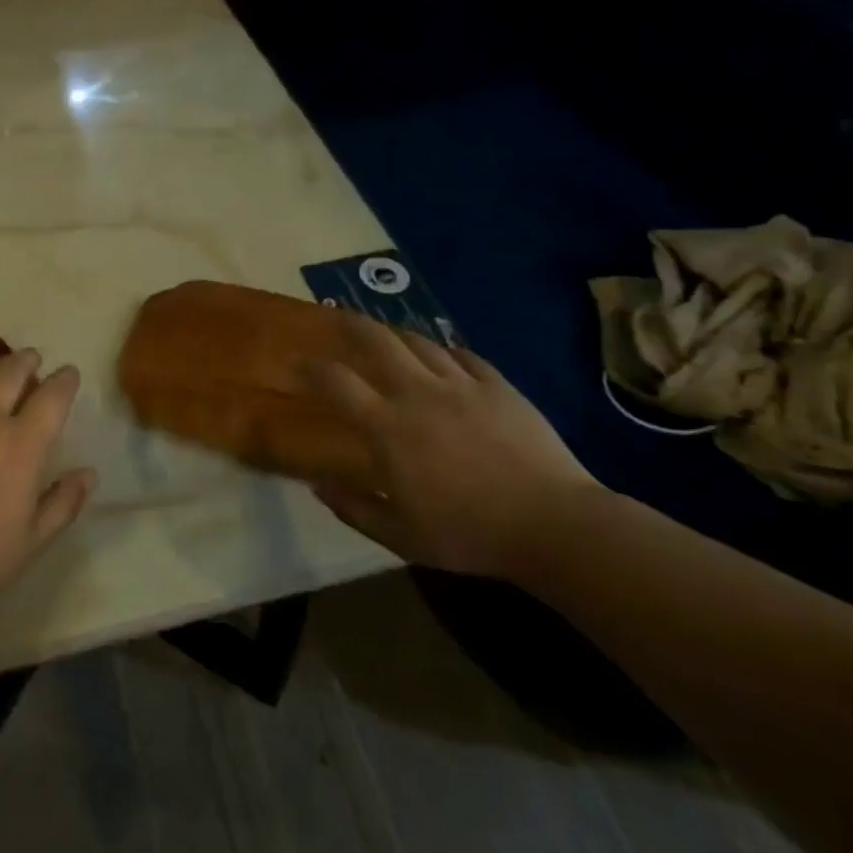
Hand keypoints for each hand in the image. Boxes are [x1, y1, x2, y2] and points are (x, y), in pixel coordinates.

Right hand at [307, 317, 603, 579]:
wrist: (552, 524)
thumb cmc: (468, 534)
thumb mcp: (400, 537)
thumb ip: (354, 509)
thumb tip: (318, 485)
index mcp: (388, 428)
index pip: (337, 383)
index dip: (313, 367)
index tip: (299, 362)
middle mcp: (418, 393)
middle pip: (377, 341)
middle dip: (352, 323)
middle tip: (339, 315)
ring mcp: (461, 384)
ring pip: (420, 342)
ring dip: (398, 334)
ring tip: (389, 334)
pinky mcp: (498, 386)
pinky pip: (465, 355)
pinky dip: (447, 351)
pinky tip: (445, 355)